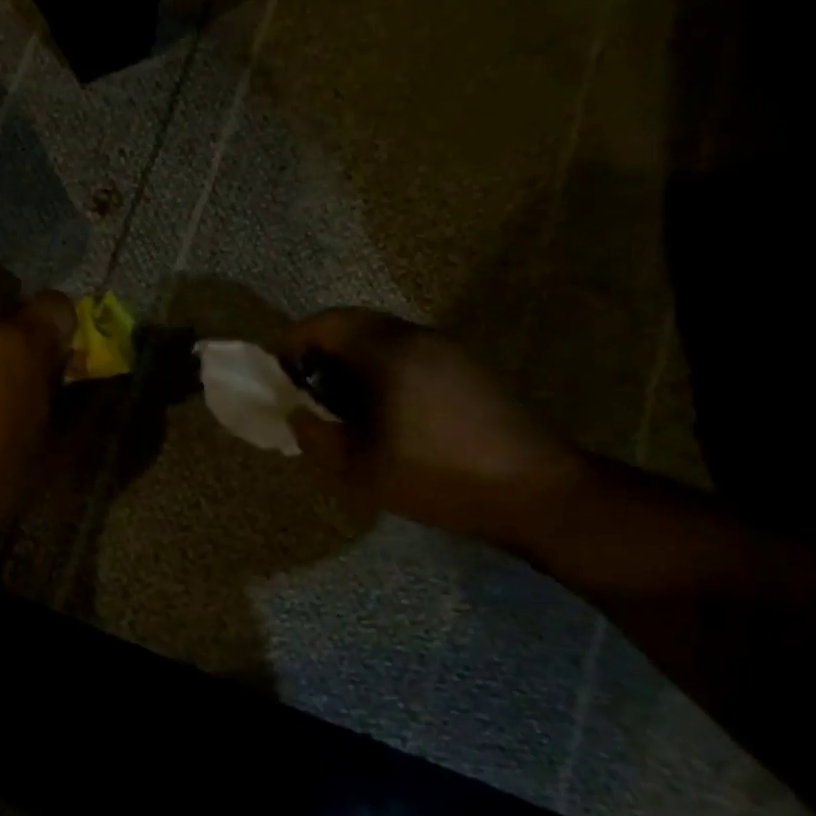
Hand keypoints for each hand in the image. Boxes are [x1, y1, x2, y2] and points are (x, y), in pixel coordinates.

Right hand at [284, 309, 586, 549]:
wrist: (534, 491)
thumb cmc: (436, 475)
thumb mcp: (358, 468)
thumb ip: (315, 437)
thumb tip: (297, 415)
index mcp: (387, 352)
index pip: (324, 323)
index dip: (293, 343)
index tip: (281, 376)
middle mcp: (417, 337)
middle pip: (353, 324)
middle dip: (321, 351)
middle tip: (308, 391)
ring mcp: (448, 350)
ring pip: (383, 338)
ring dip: (353, 360)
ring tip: (343, 405)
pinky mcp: (468, 368)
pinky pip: (409, 353)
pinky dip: (382, 369)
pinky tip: (386, 411)